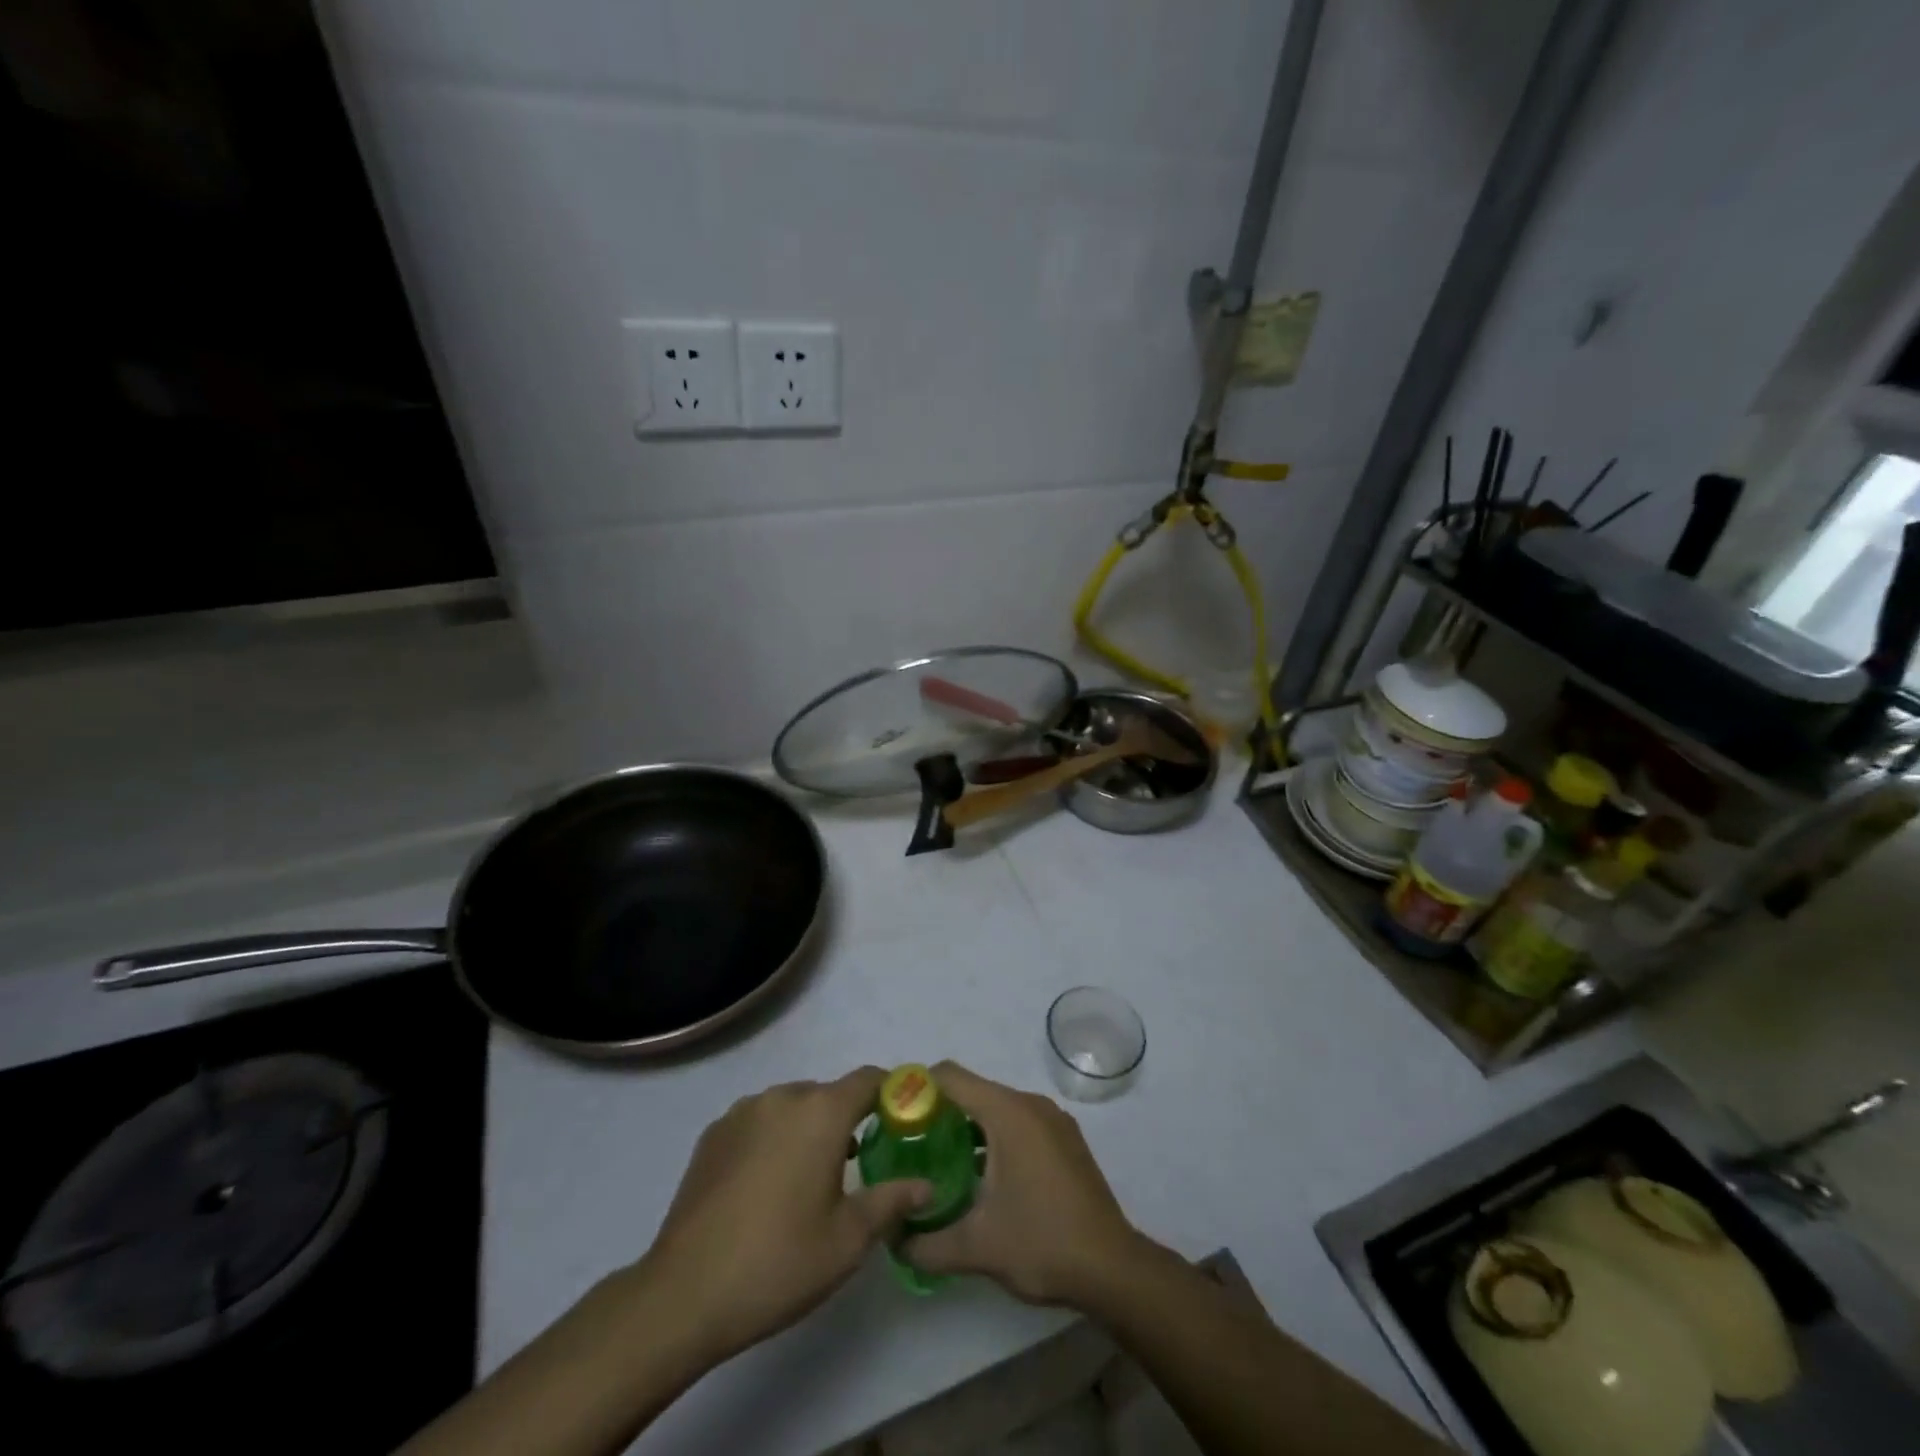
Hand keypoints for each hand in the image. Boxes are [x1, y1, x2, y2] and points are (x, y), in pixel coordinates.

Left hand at [635, 1068, 930, 1366]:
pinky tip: (767, 1186)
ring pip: (791, 1107)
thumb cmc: (779, 1263)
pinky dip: (773, 1139)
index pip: (869, 1079)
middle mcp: (782, 1097)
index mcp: (821, 1112)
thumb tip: (927, 1185)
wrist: (683, 1295)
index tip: (903, 1119)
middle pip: (828, 1094)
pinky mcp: (713, 1134)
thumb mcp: (848, 1240)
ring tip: (809, 1179)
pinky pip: (758, 1122)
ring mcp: (742, 1112)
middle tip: (857, 1166)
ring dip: (807, 1129)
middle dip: (847, 1120)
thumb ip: (892, 1201)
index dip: (891, 1093)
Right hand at [900, 1062, 1146, 1306]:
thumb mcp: (975, 1248)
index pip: (951, 1077)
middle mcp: (1031, 1104)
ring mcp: (1053, 1121)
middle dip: (939, 1112)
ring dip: (967, 1127)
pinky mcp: (1065, 1140)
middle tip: (909, 1145)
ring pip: (997, 1108)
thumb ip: (925, 1243)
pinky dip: (994, 1137)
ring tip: (939, 1162)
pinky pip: (1018, 1123)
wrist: (1112, 1268)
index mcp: (1008, 1112)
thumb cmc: (1041, 1243)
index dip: (918, 1088)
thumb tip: (891, 1240)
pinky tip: (982, 1176)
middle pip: (973, 1090)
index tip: (893, 1115)